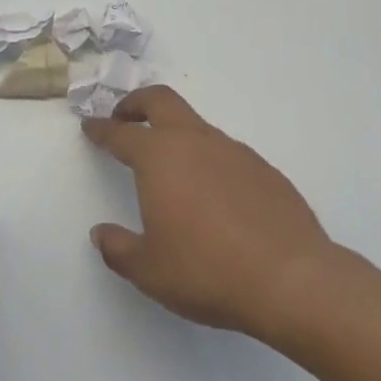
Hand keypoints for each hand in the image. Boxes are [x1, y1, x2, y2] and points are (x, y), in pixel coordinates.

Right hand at [83, 86, 336, 342]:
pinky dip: (209, 160)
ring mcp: (235, 152)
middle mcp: (196, 143)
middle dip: (137, 103)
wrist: (291, 280)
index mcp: (160, 158)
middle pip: (161, 101)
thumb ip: (118, 248)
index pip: (121, 134)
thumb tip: (102, 233)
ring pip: (197, 126)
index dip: (101, 129)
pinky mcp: (265, 170)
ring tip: (170, 166)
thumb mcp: (148, 269)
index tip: (90, 126)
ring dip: (176, 133)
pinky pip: (227, 153)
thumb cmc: (206, 271)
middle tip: (124, 117)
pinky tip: (213, 194)